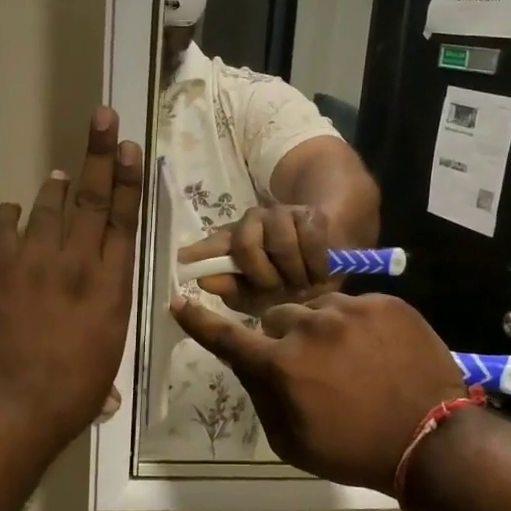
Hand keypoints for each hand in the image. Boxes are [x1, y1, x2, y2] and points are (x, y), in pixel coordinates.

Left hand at [0, 108, 142, 443]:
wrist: (11, 403)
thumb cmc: (69, 394)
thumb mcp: (102, 369)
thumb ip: (100, 357)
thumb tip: (104, 395)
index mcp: (112, 285)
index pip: (123, 220)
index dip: (127, 181)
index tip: (129, 148)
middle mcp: (78, 261)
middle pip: (91, 198)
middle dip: (99, 155)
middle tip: (103, 118)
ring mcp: (35, 260)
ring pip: (49, 207)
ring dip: (55, 186)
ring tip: (59, 172)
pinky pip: (4, 228)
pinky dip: (9, 216)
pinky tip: (12, 211)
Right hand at [171, 293, 463, 492]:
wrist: (432, 440)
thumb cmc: (355, 451)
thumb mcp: (293, 442)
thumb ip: (262, 397)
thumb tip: (246, 365)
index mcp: (282, 364)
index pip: (229, 337)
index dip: (200, 321)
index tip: (179, 301)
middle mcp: (310, 327)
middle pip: (277, 317)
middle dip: (282, 336)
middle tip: (307, 363)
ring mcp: (351, 310)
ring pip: (318, 307)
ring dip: (321, 328)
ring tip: (350, 358)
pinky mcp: (386, 303)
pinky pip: (356, 305)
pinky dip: (357, 324)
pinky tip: (376, 351)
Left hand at [178, 204, 334, 313]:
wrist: (328, 264)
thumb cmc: (286, 284)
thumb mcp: (257, 296)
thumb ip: (232, 289)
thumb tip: (203, 280)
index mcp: (232, 242)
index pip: (212, 244)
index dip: (199, 251)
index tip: (182, 259)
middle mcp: (251, 222)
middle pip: (245, 245)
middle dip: (263, 276)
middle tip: (277, 290)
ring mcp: (280, 214)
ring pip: (281, 244)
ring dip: (293, 273)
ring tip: (300, 284)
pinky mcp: (309, 214)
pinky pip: (309, 241)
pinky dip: (315, 265)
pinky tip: (317, 275)